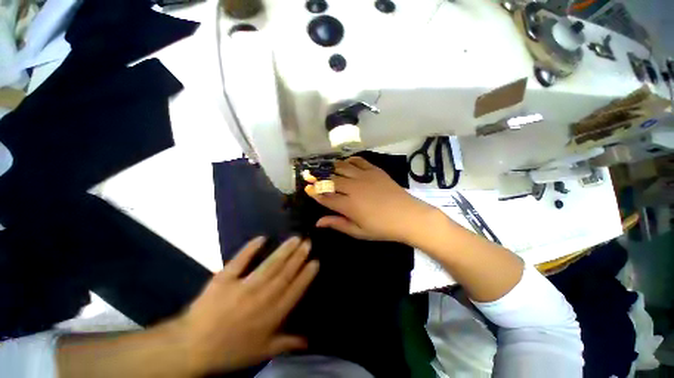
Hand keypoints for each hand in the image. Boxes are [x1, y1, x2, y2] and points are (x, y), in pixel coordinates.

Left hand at [177, 236, 318, 374]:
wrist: (192, 348)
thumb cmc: (231, 350)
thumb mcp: (262, 352)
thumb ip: (287, 343)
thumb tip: (309, 340)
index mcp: (272, 315)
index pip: (295, 290)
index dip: (307, 275)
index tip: (315, 261)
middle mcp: (262, 298)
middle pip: (286, 273)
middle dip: (299, 256)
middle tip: (308, 242)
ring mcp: (243, 287)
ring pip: (270, 265)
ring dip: (284, 250)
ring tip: (295, 238)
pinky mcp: (225, 279)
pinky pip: (240, 261)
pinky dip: (250, 248)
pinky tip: (262, 238)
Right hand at [305, 156, 435, 243]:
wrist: (408, 216)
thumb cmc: (382, 228)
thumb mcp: (358, 231)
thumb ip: (337, 224)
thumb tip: (318, 222)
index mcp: (348, 205)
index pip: (325, 197)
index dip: (314, 193)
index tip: (307, 189)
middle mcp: (353, 188)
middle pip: (331, 180)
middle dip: (319, 179)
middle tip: (312, 176)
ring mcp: (364, 177)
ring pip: (342, 167)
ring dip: (332, 168)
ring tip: (327, 169)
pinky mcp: (375, 170)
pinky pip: (358, 161)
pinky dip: (349, 160)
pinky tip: (345, 163)